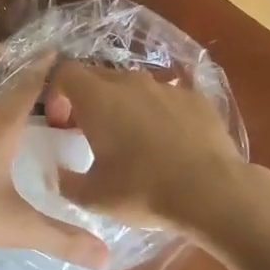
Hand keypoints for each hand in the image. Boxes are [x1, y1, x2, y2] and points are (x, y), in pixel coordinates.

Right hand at [42, 61, 248, 233]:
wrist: (212, 192)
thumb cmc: (143, 190)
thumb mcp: (93, 197)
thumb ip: (66, 181)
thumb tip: (58, 173)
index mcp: (98, 98)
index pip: (65, 72)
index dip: (56, 94)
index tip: (63, 125)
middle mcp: (131, 82)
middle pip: (98, 76)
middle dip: (88, 100)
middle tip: (91, 134)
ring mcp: (167, 87)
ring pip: (134, 87)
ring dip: (124, 106)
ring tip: (132, 141)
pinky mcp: (196, 98)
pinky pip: (166, 99)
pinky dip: (158, 114)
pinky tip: (168, 145)